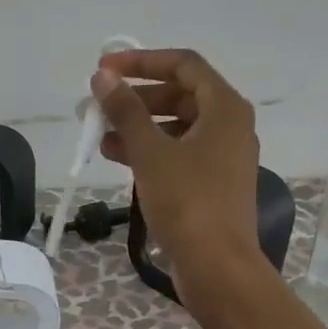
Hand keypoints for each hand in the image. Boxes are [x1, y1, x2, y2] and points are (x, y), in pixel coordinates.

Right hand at [92, 49, 261, 287]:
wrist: (217, 266)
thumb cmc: (187, 203)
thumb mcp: (151, 153)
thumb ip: (126, 111)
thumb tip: (103, 78)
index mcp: (225, 108)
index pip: (183, 65)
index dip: (141, 61)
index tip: (104, 70)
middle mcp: (230, 126)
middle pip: (180, 96)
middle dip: (136, 99)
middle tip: (98, 107)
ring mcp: (223, 158)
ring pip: (177, 128)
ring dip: (139, 128)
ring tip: (100, 137)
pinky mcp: (213, 186)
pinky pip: (179, 155)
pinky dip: (151, 153)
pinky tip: (119, 160)